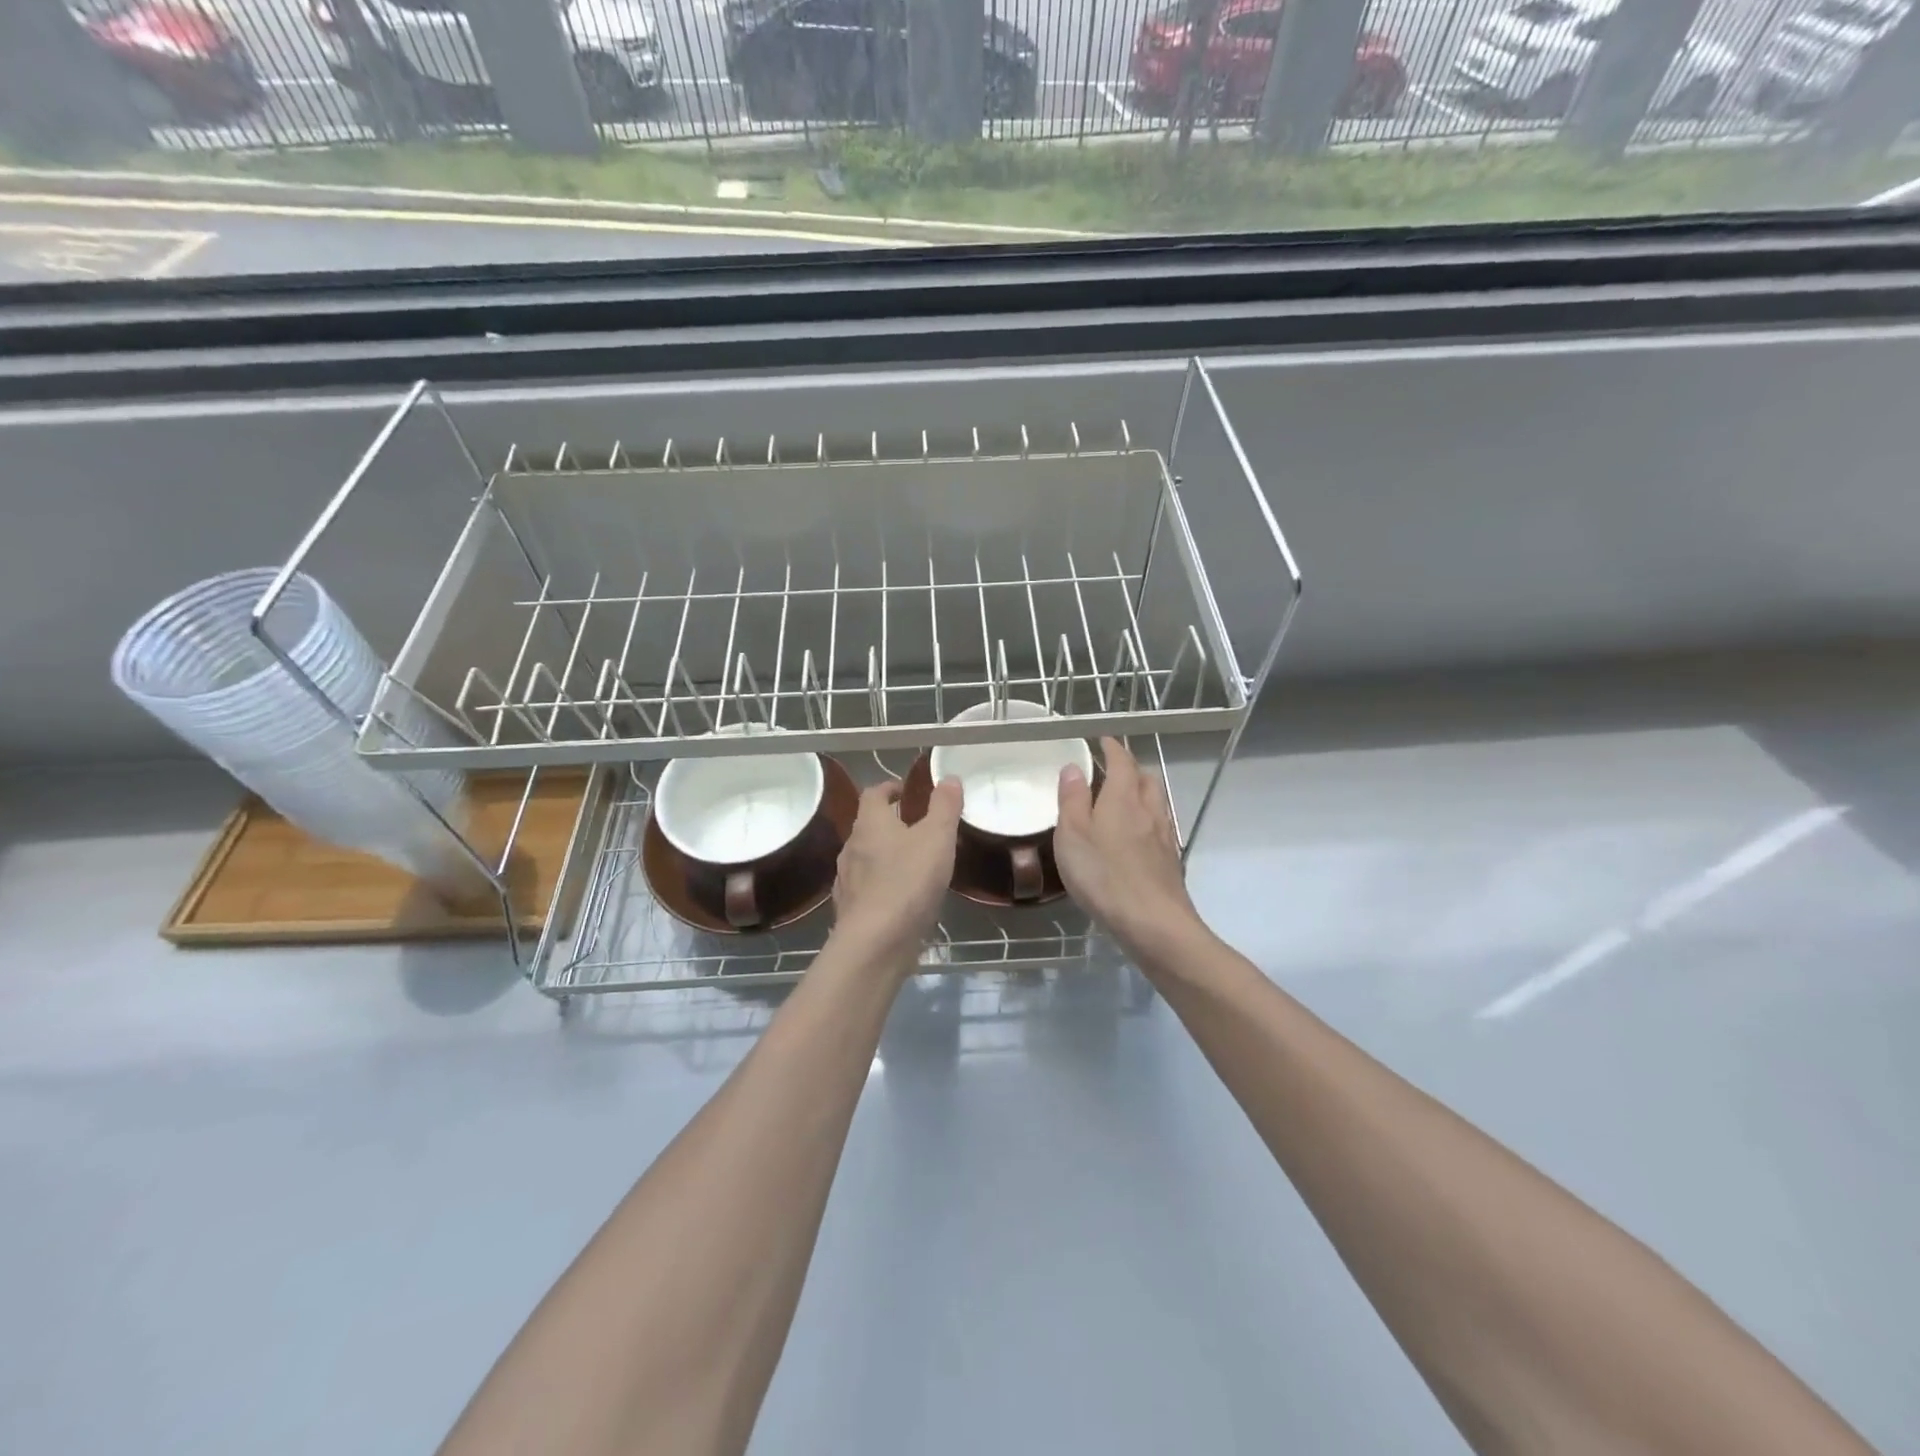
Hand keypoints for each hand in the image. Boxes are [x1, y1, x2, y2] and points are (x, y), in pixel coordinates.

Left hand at [830, 777, 961, 969]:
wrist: (876, 943)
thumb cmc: (908, 881)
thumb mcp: (937, 837)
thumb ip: (945, 806)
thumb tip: (949, 778)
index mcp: (870, 824)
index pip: (873, 794)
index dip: (889, 788)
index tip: (906, 791)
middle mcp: (851, 847)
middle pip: (868, 826)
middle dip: (890, 823)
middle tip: (917, 827)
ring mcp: (847, 880)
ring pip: (865, 858)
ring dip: (885, 855)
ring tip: (913, 863)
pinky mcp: (850, 910)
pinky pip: (865, 888)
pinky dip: (881, 885)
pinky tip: (900, 898)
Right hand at [1055, 737, 1204, 959]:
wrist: (1154, 923)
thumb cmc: (1104, 876)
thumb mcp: (1072, 835)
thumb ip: (1072, 799)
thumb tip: (1074, 767)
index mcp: (1124, 798)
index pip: (1122, 761)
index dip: (1112, 747)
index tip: (1102, 740)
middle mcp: (1149, 810)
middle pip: (1145, 778)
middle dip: (1130, 768)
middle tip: (1110, 770)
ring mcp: (1164, 836)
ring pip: (1156, 801)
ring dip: (1141, 792)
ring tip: (1122, 799)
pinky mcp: (1170, 861)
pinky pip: (1160, 826)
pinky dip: (1147, 819)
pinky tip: (1135, 836)